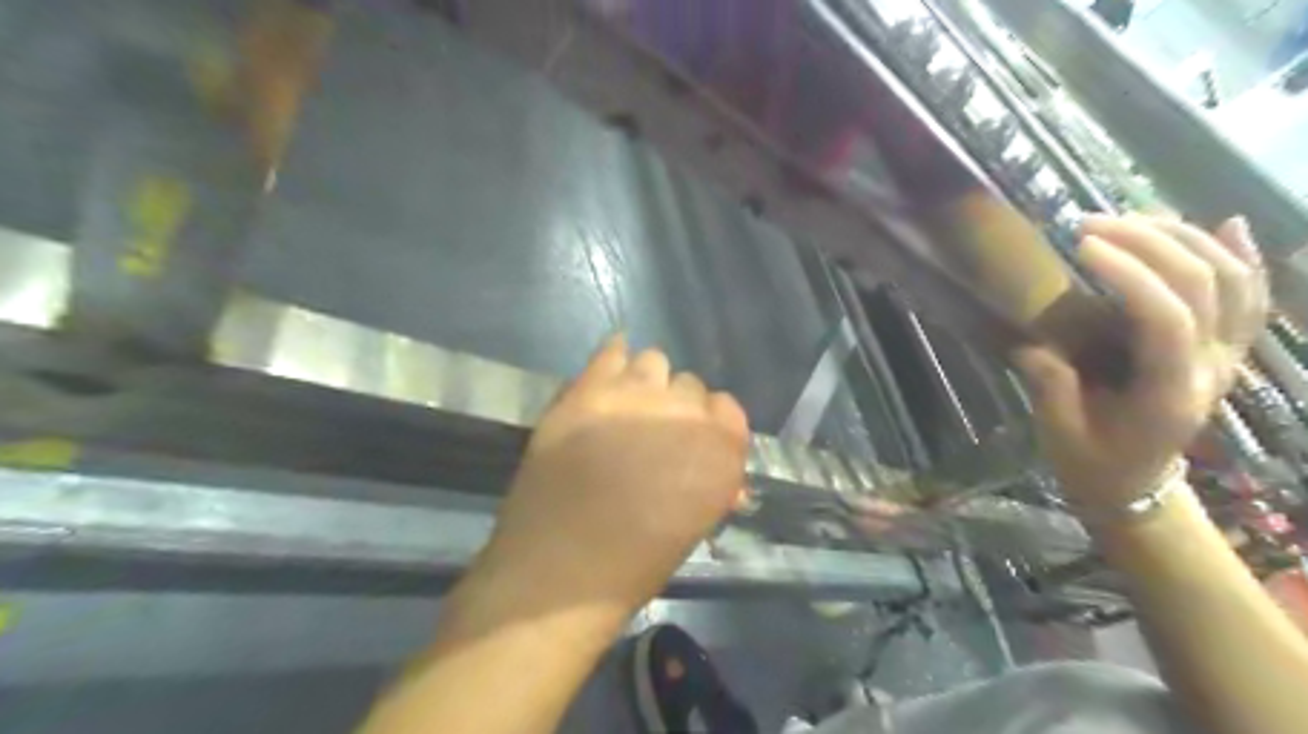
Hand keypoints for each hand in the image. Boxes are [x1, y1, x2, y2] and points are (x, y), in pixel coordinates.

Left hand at [479, 336, 744, 615]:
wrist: (560, 567)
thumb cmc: (635, 563)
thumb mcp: (694, 526)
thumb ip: (714, 487)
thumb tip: (723, 476)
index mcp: (722, 450)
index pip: (728, 408)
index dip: (708, 425)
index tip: (690, 443)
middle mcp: (686, 412)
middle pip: (689, 385)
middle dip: (675, 407)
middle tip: (650, 434)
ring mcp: (636, 395)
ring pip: (654, 361)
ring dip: (645, 383)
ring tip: (624, 410)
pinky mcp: (590, 389)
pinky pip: (612, 351)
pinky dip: (613, 361)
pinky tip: (605, 381)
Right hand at [1022, 216, 1268, 511]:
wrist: (1135, 486)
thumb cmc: (1093, 463)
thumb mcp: (1060, 431)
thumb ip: (1051, 383)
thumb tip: (1032, 339)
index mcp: (1170, 393)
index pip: (1166, 318)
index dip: (1129, 274)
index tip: (1081, 246)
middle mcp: (1213, 369)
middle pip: (1203, 286)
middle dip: (1148, 243)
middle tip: (1091, 224)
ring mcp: (1227, 358)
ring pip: (1233, 282)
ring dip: (1185, 240)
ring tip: (1131, 219)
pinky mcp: (1225, 352)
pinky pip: (1250, 298)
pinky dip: (1243, 258)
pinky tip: (1227, 225)